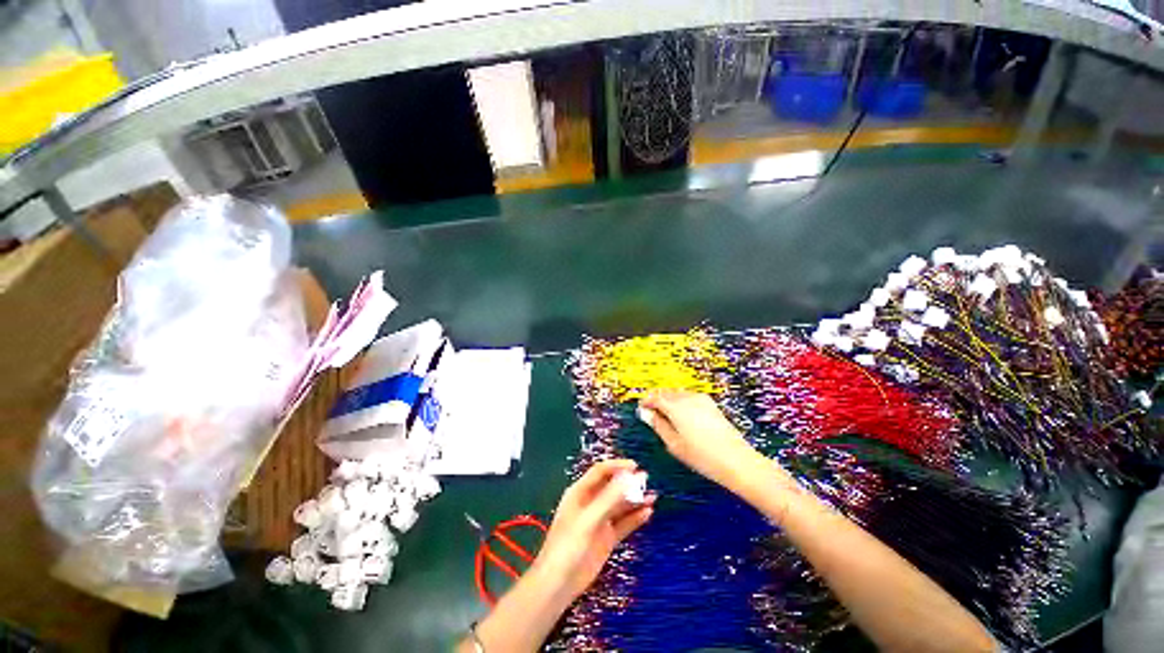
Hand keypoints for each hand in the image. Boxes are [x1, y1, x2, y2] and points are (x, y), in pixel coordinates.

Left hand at [532, 459, 654, 601]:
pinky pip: (623, 524)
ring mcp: (600, 521)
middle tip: (647, 481)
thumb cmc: (568, 546)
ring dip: (635, 500)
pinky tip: (648, 513)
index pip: (600, 472)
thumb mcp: (588, 520)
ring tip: (653, 496)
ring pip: (620, 505)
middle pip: (612, 487)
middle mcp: (590, 503)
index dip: (617, 466)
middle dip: (628, 483)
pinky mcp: (607, 538)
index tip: (635, 466)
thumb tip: (629, 477)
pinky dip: (635, 518)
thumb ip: (609, 499)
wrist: (558, 585)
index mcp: (580, 493)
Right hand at [640, 389, 763, 492]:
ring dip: (669, 400)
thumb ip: (658, 425)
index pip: (655, 398)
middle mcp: (687, 398)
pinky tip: (682, 415)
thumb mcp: (674, 444)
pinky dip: (681, 402)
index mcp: (676, 407)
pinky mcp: (710, 404)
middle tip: (651, 412)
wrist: (737, 461)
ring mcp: (701, 399)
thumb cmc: (702, 457)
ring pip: (678, 394)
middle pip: (666, 393)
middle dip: (657, 400)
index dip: (646, 402)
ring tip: (665, 415)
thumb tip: (645, 414)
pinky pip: (689, 397)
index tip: (641, 408)